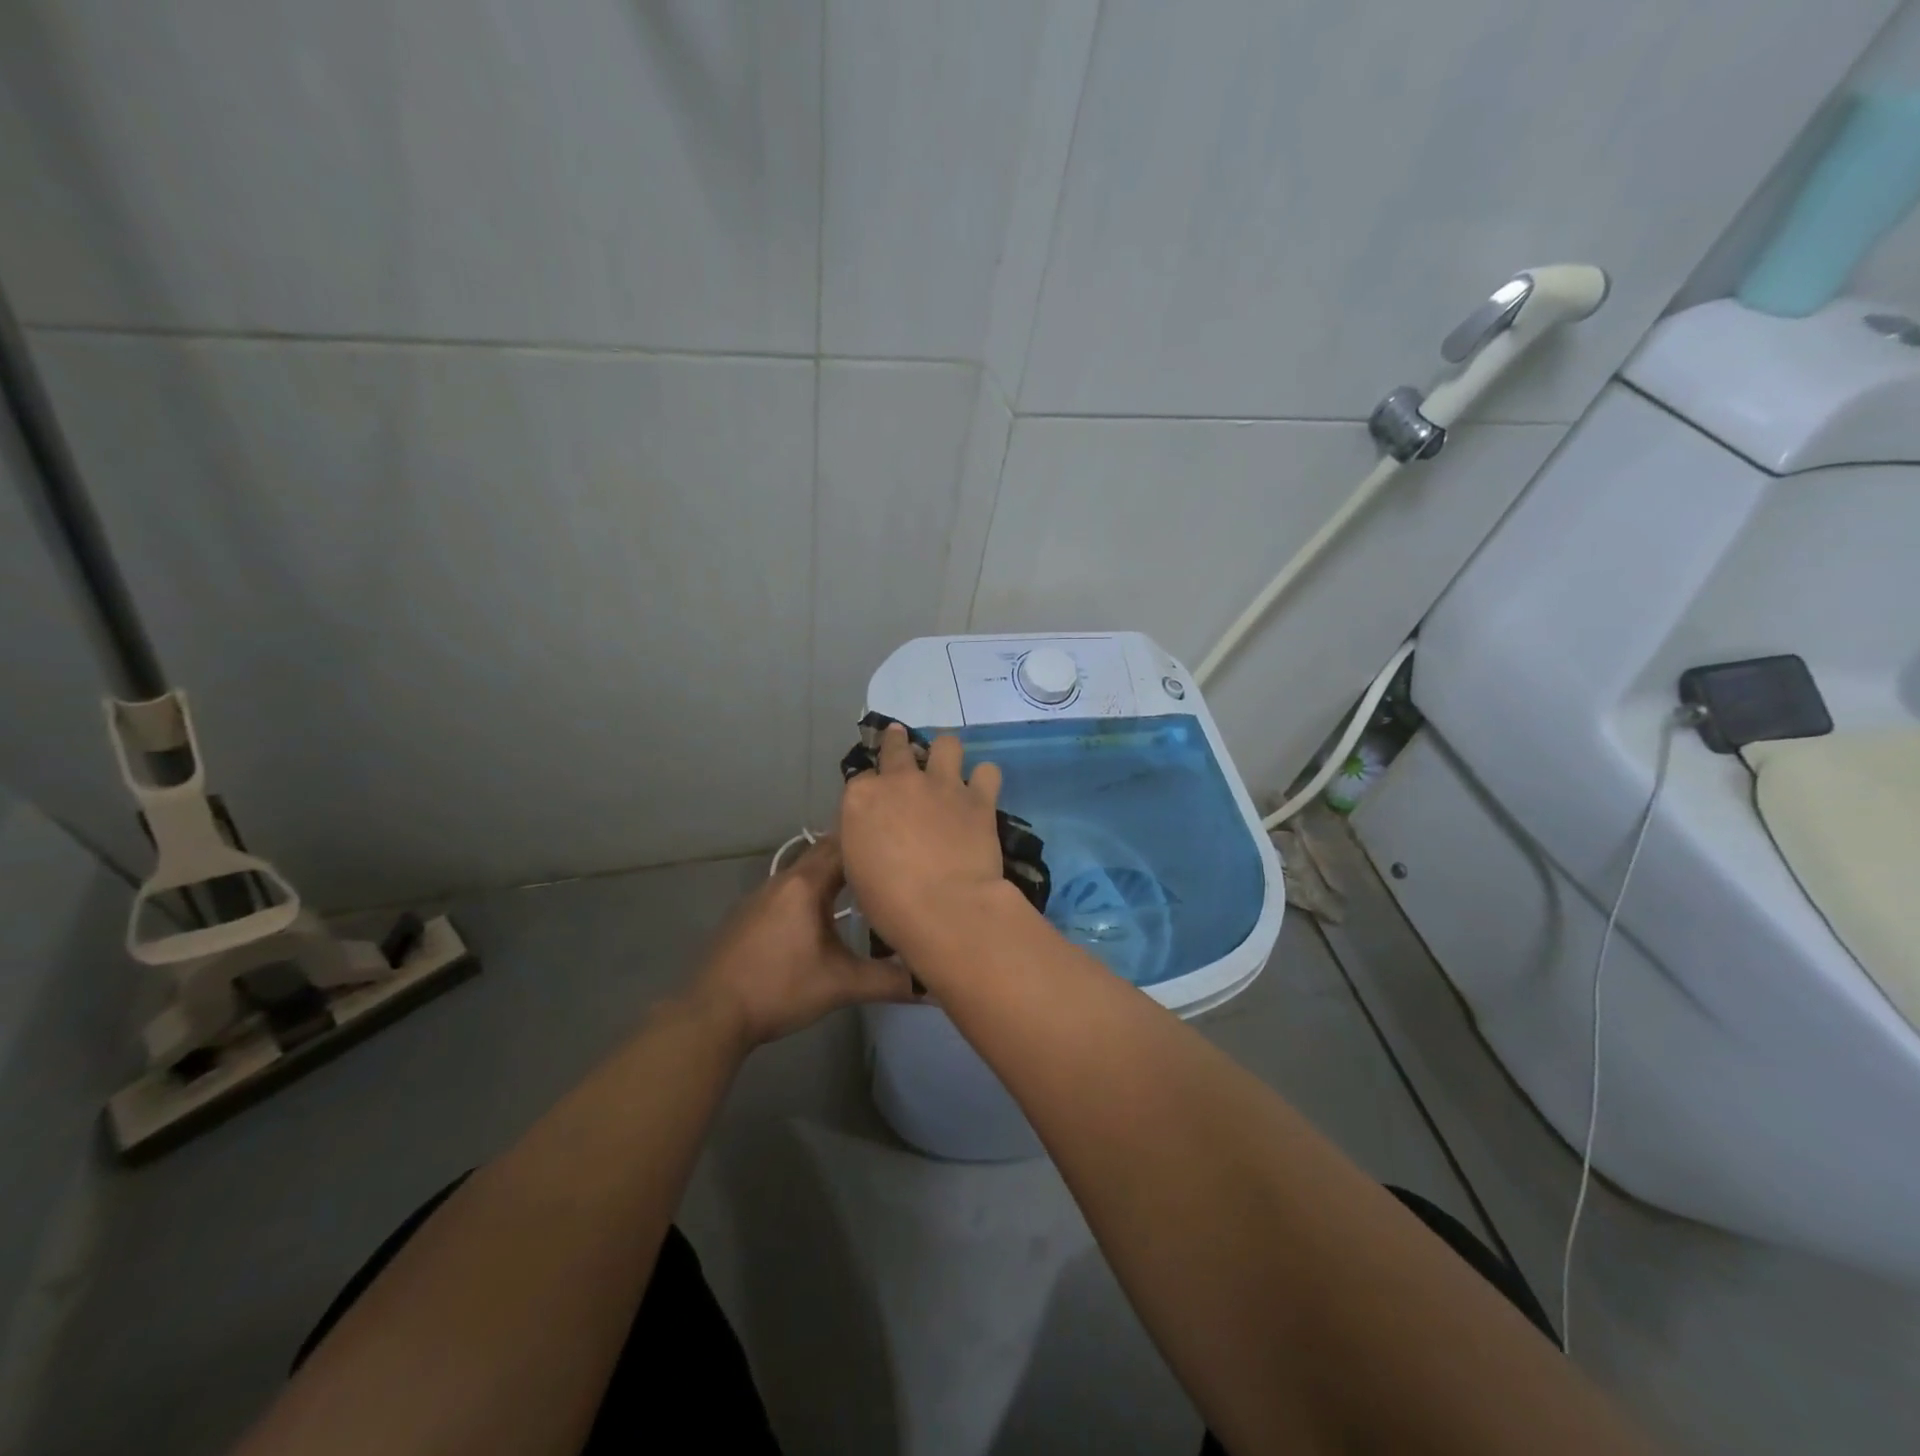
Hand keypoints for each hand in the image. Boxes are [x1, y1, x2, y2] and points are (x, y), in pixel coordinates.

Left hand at [684, 836, 916, 1048]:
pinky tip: (821, 915)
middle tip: (890, 860)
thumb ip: (889, 981)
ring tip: (864, 884)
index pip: (845, 845)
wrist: (711, 1014)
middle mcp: (782, 879)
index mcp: (806, 885)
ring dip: (832, 873)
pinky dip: (810, 891)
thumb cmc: (779, 989)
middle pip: (824, 853)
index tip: (901, 841)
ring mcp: (760, 895)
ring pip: (804, 872)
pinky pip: (788, 890)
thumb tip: (933, 986)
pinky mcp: (748, 914)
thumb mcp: (840, 986)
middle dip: (856, 854)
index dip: (873, 840)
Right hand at [837, 723, 1013, 957]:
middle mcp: (900, 781)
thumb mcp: (857, 870)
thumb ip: (864, 840)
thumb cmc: (889, 902)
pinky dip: (985, 780)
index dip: (869, 790)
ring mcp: (942, 784)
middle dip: (897, 743)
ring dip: (945, 753)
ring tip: (948, 768)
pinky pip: (988, 772)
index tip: (874, 803)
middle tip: (902, 747)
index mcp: (861, 798)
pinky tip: (982, 792)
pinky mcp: (978, 798)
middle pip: (896, 746)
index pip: (861, 779)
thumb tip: (873, 835)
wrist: (945, 908)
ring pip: (946, 744)